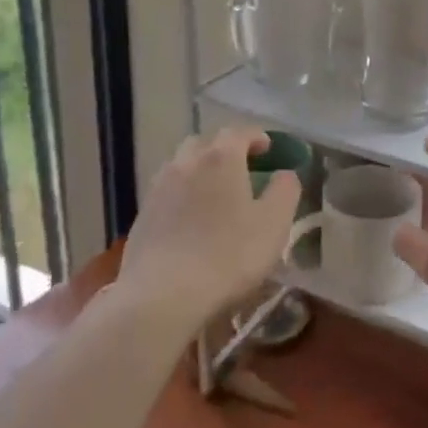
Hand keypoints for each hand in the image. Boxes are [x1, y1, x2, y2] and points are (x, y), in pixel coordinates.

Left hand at [119, 128, 301, 326]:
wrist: (162, 296)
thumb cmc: (228, 255)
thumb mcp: (274, 223)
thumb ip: (285, 191)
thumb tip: (285, 174)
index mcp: (221, 158)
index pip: (238, 132)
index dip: (255, 137)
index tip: (267, 148)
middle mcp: (186, 163)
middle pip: (205, 143)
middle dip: (224, 150)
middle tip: (241, 168)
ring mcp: (159, 188)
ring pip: (181, 166)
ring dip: (199, 171)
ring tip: (214, 193)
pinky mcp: (142, 216)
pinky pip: (167, 192)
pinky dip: (181, 195)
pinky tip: (190, 220)